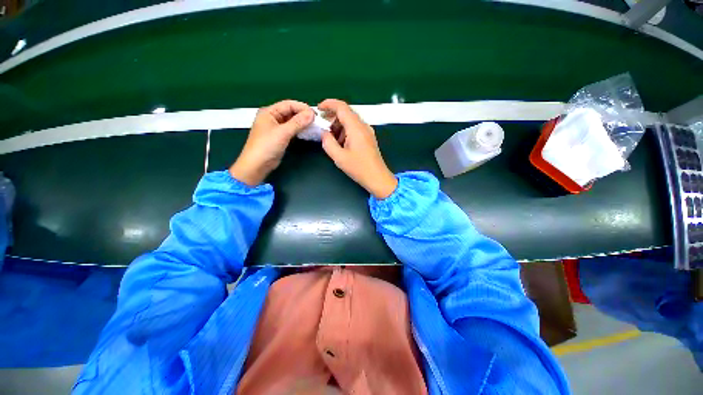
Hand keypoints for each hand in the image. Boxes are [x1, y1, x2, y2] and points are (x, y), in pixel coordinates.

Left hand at [230, 100, 314, 185]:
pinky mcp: (280, 137)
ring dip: (302, 123)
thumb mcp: (283, 132)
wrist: (257, 165)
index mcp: (269, 112)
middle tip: (316, 121)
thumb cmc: (266, 146)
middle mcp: (272, 117)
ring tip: (314, 126)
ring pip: (292, 121)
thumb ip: (298, 122)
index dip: (302, 108)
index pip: (288, 104)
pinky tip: (307, 132)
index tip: (315, 114)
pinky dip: (299, 130)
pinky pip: (292, 130)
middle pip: (290, 112)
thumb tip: (311, 114)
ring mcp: (276, 128)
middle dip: (303, 115)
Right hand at [319, 99, 397, 198]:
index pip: (342, 107)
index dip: (329, 104)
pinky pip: (355, 129)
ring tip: (331, 139)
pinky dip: (345, 132)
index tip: (318, 109)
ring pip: (351, 121)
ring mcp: (368, 132)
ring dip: (339, 126)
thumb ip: (328, 143)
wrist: (377, 178)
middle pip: (346, 113)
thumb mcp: (339, 157)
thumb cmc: (359, 168)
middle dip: (332, 117)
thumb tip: (323, 133)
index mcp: (356, 128)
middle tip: (322, 126)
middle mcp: (363, 126)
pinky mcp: (369, 138)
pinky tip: (341, 143)